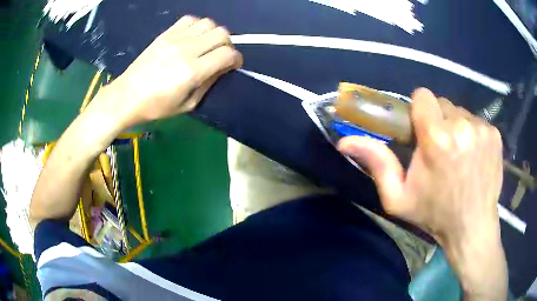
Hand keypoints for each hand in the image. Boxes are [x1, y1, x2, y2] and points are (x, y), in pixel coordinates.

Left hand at [100, 16, 242, 127]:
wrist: (127, 96)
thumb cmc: (156, 107)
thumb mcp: (187, 105)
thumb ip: (208, 84)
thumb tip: (221, 69)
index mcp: (192, 71)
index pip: (227, 54)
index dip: (236, 59)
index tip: (234, 65)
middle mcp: (186, 50)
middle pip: (221, 33)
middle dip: (228, 44)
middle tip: (222, 55)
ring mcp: (174, 39)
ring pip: (208, 23)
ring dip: (214, 33)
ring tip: (207, 45)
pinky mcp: (165, 34)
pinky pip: (189, 20)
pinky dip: (197, 26)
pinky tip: (193, 37)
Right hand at [338, 88, 506, 299]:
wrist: (472, 227)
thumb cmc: (434, 214)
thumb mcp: (398, 197)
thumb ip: (377, 164)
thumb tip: (346, 141)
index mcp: (437, 139)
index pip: (423, 96)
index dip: (419, 111)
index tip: (421, 130)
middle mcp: (462, 126)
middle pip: (442, 104)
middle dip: (438, 121)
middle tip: (440, 148)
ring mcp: (482, 129)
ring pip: (460, 112)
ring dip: (456, 128)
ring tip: (458, 155)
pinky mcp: (495, 134)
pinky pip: (477, 122)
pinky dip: (472, 134)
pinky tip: (473, 156)